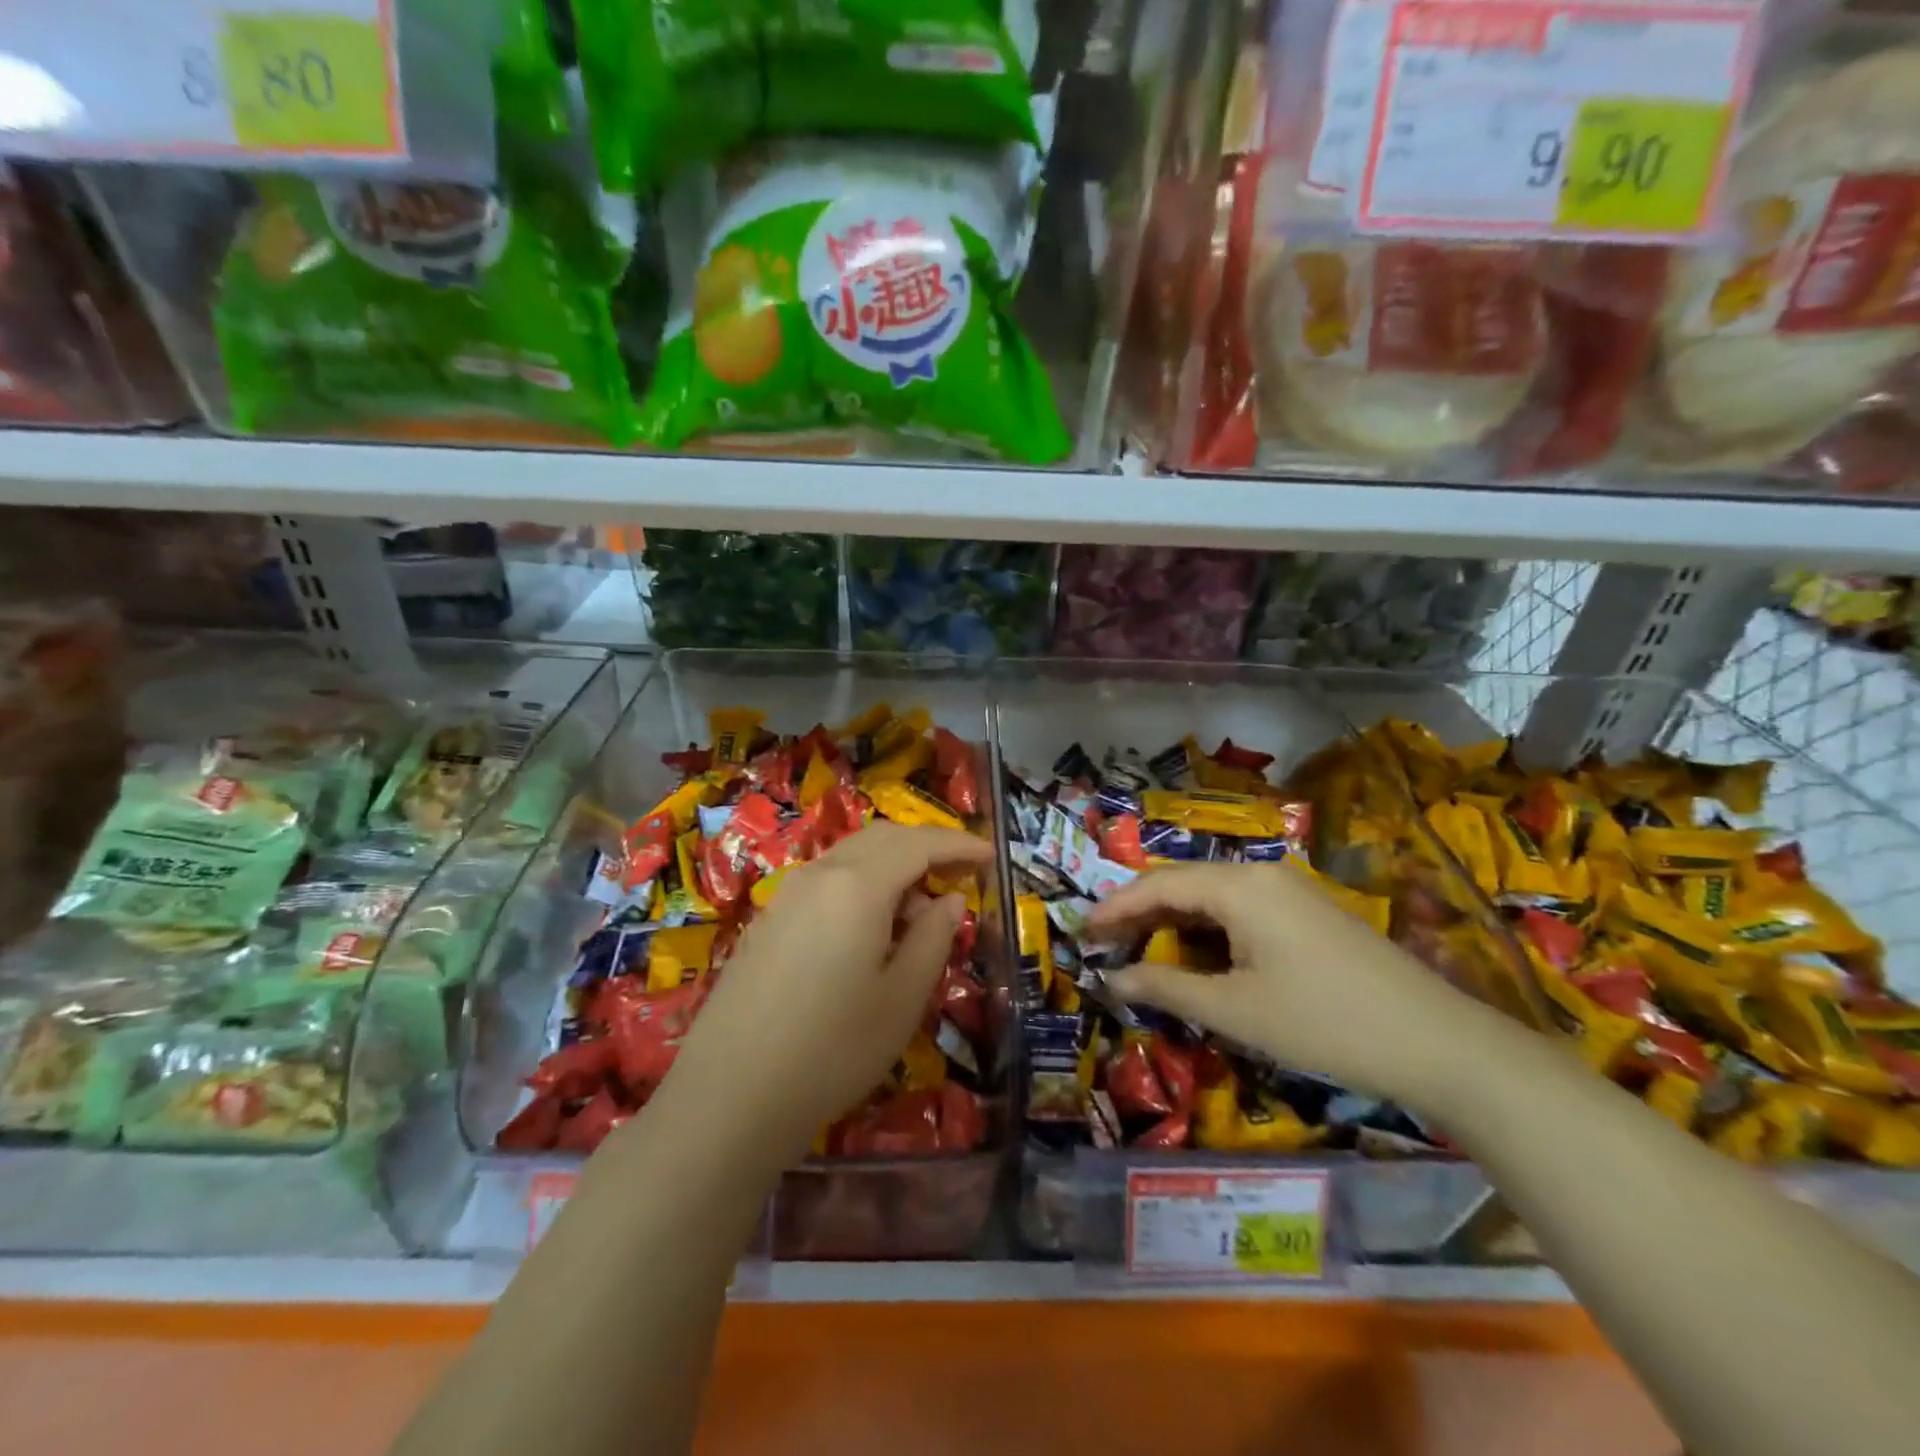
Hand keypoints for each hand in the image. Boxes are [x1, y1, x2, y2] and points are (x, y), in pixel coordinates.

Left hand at [659, 823, 992, 1162]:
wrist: (727, 1098)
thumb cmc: (832, 1050)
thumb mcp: (902, 999)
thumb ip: (933, 938)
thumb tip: (949, 900)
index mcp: (857, 886)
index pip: (919, 844)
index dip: (959, 844)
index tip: (991, 855)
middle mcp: (819, 875)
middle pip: (882, 839)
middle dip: (926, 847)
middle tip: (962, 874)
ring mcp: (786, 896)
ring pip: (850, 858)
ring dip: (892, 867)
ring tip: (919, 912)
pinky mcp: (767, 922)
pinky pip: (826, 882)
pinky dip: (861, 886)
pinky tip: (870, 930)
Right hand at [1089, 862, 1488, 1102]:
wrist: (1439, 1043)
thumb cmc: (1324, 1023)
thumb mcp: (1235, 1010)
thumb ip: (1166, 988)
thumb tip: (1112, 980)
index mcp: (1239, 886)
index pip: (1158, 885)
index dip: (1114, 908)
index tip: (1081, 932)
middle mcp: (1261, 875)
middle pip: (1184, 884)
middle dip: (1140, 914)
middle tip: (1104, 946)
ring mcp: (1290, 892)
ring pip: (1213, 898)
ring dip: (1174, 924)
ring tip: (1141, 954)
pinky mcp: (1309, 914)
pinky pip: (1242, 911)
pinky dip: (1209, 932)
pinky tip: (1198, 958)